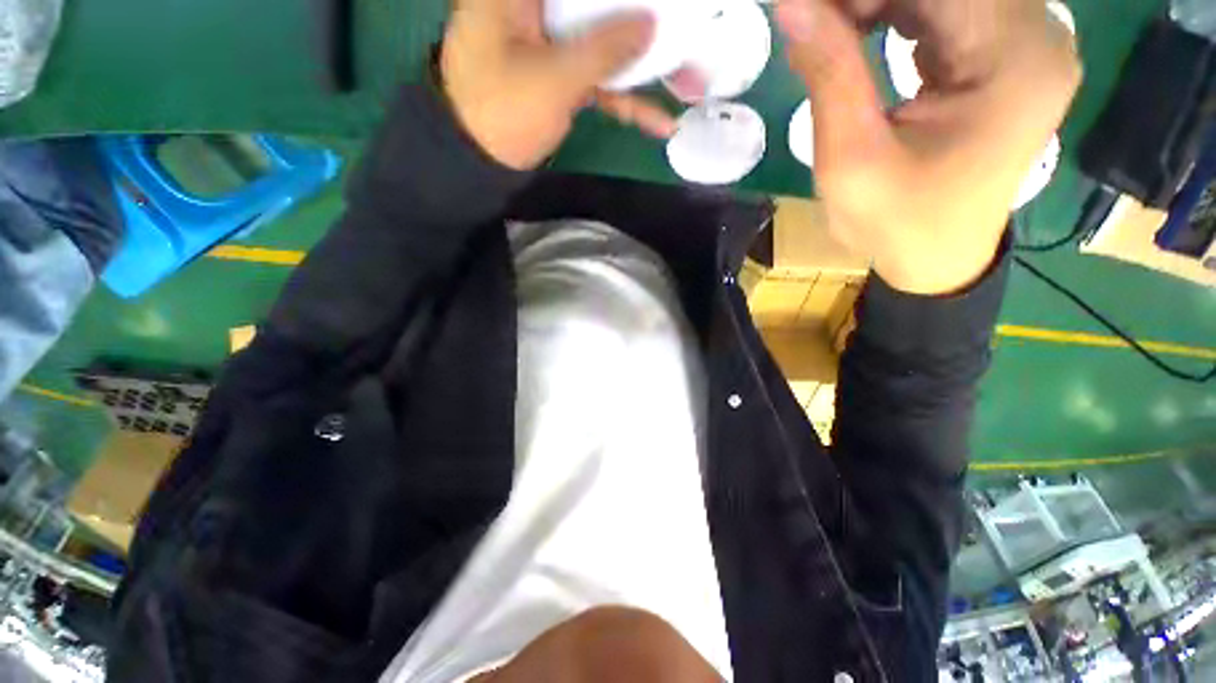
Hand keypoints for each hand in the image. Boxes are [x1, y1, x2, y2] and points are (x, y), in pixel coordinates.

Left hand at [440, 0, 677, 170]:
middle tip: (686, 26)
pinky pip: (598, 80)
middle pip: (597, 4)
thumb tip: (652, 22)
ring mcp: (551, 44)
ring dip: (644, 67)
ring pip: (604, 42)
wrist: (476, 163)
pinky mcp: (560, 77)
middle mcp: (537, 7)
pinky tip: (657, 121)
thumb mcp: (554, 79)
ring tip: (690, 81)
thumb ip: (605, 50)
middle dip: (642, 22)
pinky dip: (625, 101)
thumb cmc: (502, 112)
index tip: (656, 2)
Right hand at [777, 0, 1080, 294]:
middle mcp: (1038, 34)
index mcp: (1015, 60)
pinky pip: (949, 6)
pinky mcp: (1006, 52)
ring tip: (830, 31)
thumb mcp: (850, 159)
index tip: (809, 10)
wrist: (937, 257)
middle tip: (815, 22)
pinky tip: (858, 31)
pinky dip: (896, 9)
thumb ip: (829, 73)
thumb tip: (793, 4)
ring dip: (879, 1)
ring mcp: (1026, 40)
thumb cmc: (896, 223)